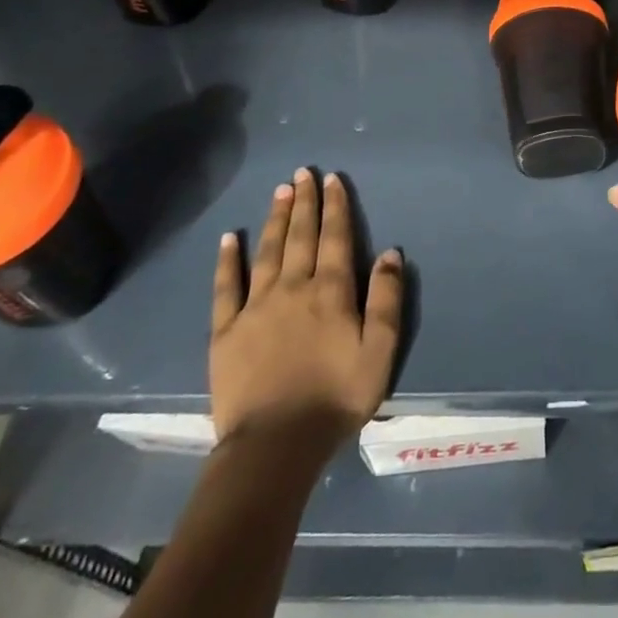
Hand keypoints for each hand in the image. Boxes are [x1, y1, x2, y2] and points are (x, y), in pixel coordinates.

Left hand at [209, 169, 403, 457]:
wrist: (275, 445)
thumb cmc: (336, 398)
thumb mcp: (380, 351)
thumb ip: (387, 299)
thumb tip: (391, 252)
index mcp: (331, 292)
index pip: (335, 237)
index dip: (335, 206)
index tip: (332, 180)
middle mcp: (293, 288)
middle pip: (300, 235)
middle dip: (304, 202)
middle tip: (303, 172)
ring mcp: (256, 307)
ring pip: (268, 251)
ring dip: (275, 218)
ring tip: (279, 191)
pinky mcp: (226, 331)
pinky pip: (226, 286)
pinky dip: (228, 259)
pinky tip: (230, 237)